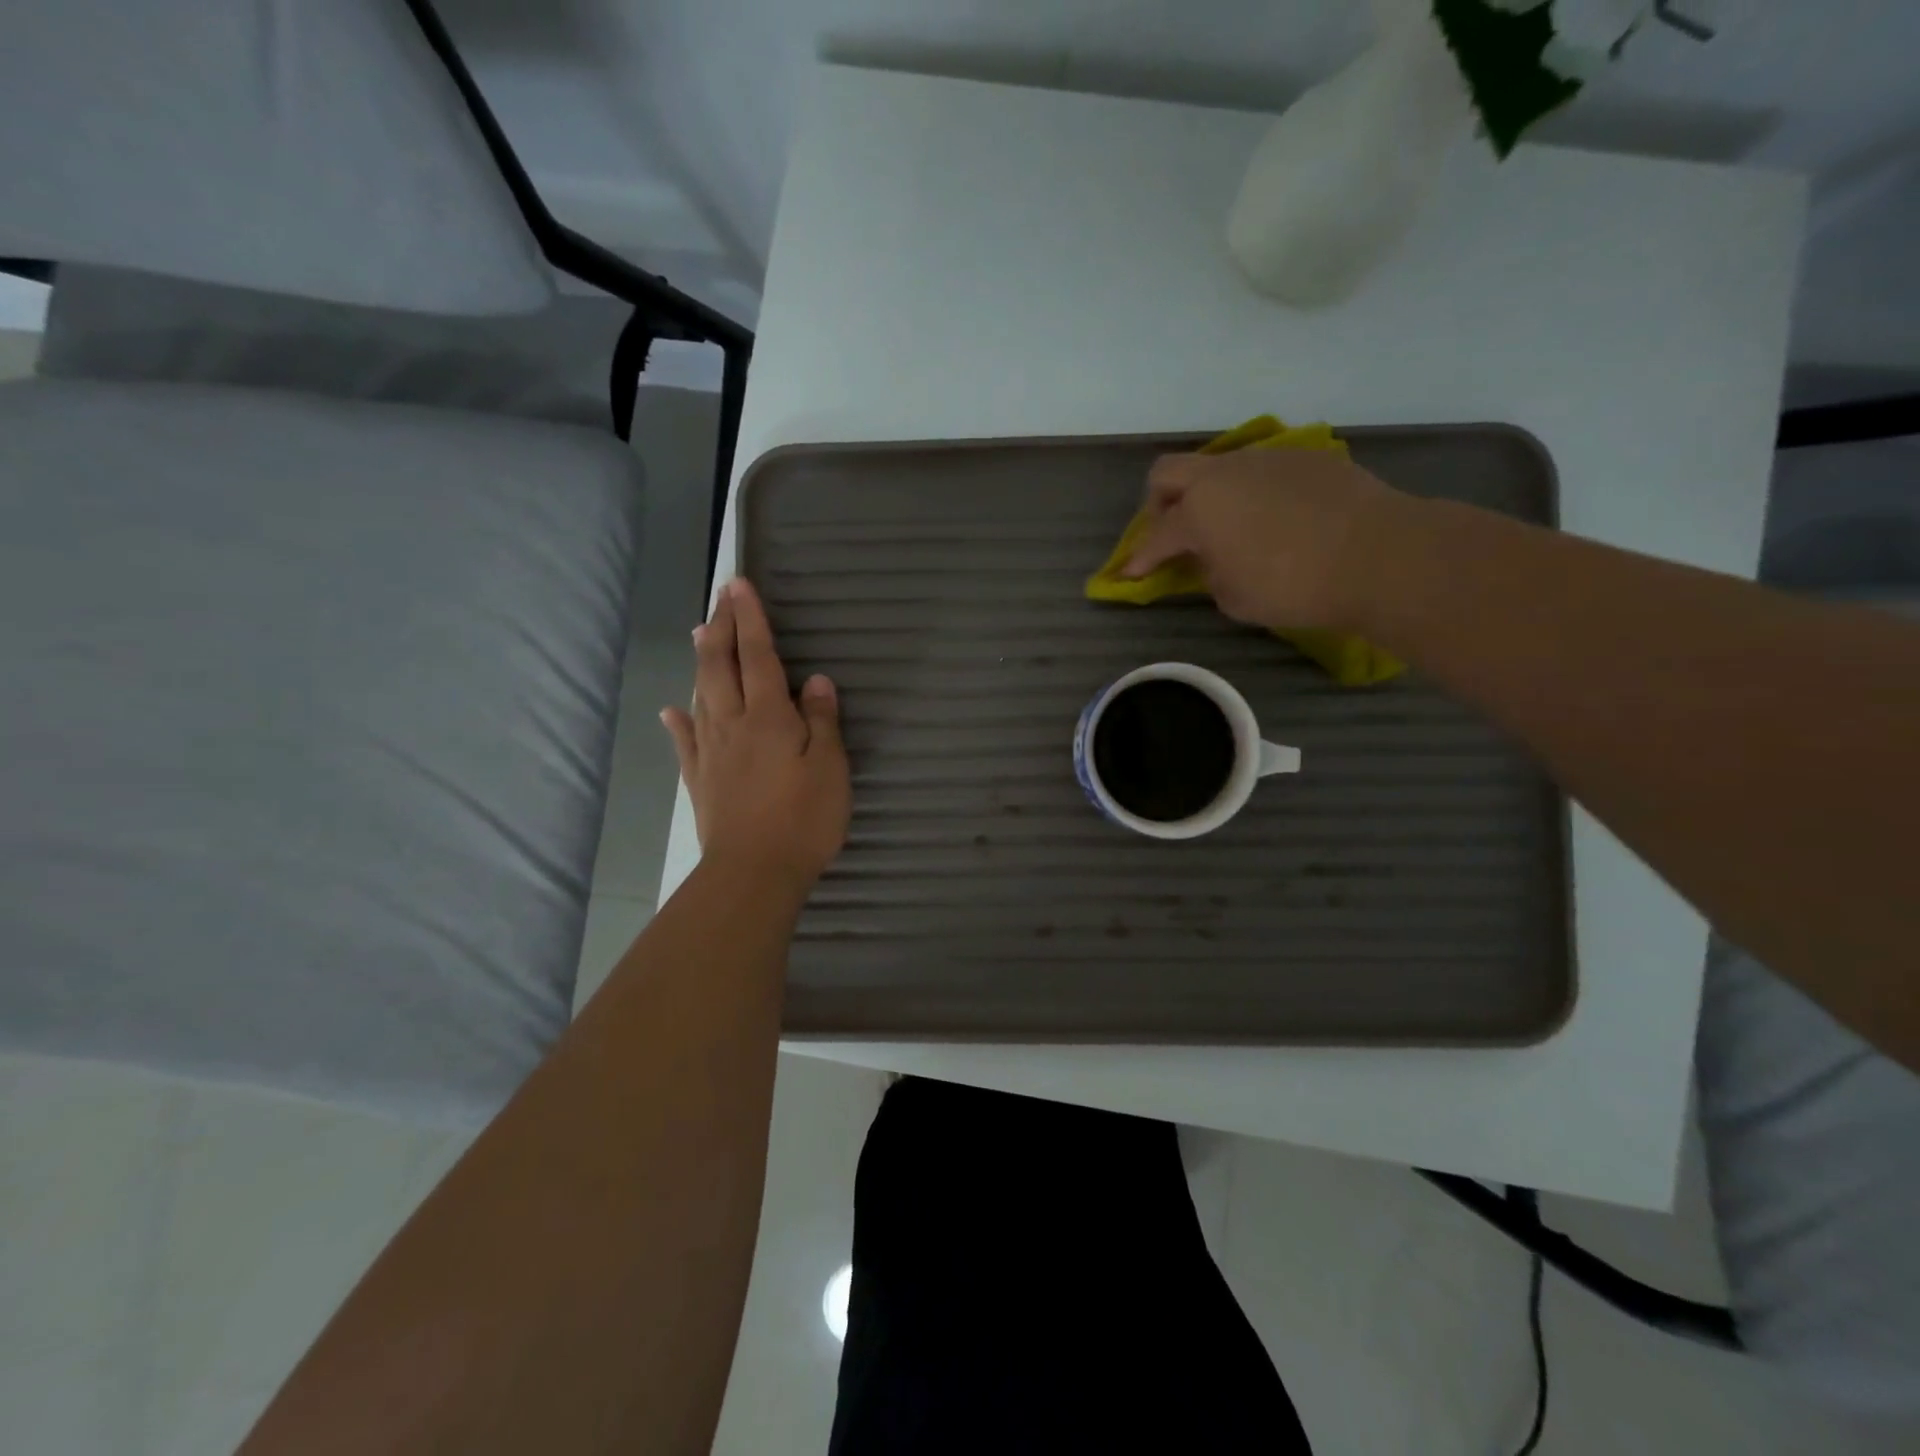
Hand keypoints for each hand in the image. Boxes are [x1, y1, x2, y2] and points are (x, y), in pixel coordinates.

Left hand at [661, 579, 849, 892]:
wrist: (753, 871)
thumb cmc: (804, 818)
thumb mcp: (830, 767)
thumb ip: (822, 721)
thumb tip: (815, 681)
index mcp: (769, 717)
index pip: (758, 656)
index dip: (750, 619)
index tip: (739, 585)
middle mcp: (734, 724)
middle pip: (723, 666)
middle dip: (724, 628)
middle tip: (723, 597)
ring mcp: (711, 752)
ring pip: (702, 695)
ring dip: (703, 661)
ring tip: (701, 633)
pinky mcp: (700, 780)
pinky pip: (686, 741)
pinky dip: (679, 721)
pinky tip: (671, 710)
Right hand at [1122, 448, 1407, 632]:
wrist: (1379, 554)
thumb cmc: (1294, 586)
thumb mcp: (1234, 598)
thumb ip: (1209, 574)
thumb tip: (1211, 559)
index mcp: (1199, 511)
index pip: (1155, 535)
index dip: (1140, 558)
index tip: (1131, 574)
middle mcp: (1224, 474)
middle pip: (1169, 472)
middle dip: (1159, 503)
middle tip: (1172, 531)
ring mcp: (1266, 459)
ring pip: (1219, 467)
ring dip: (1211, 494)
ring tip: (1232, 526)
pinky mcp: (1305, 457)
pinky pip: (1262, 471)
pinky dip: (1254, 493)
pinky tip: (1277, 519)